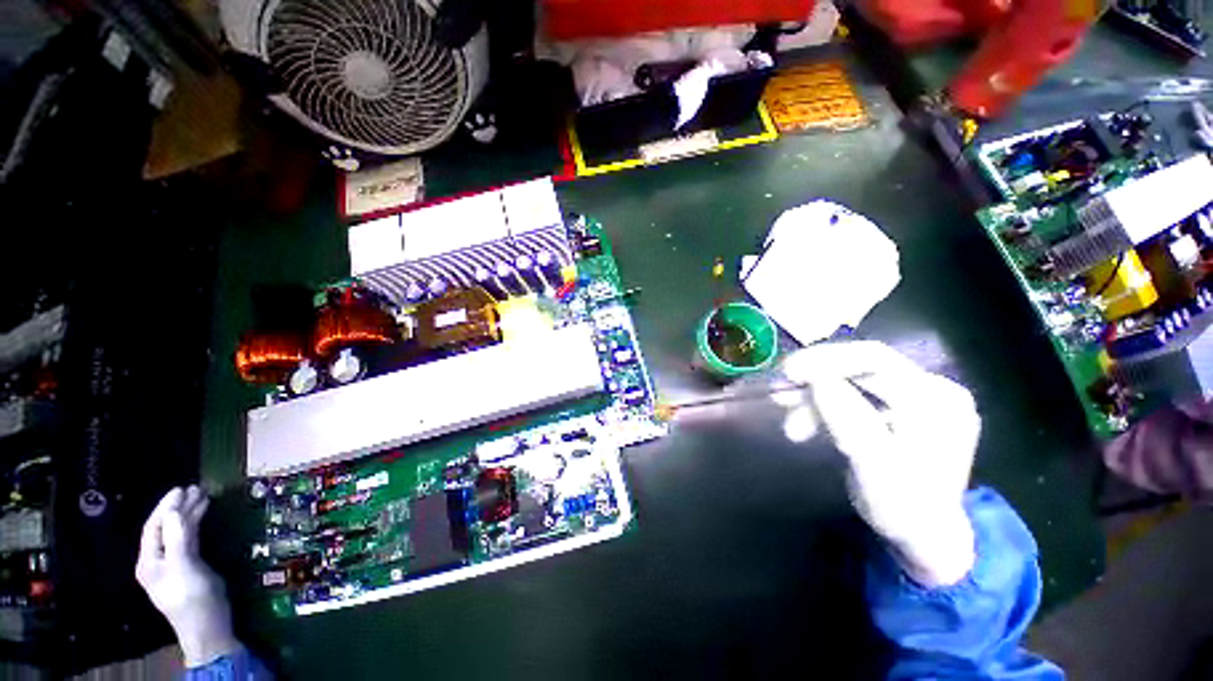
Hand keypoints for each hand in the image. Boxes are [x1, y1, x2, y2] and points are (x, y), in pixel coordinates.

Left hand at [135, 486, 240, 666]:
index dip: (166, 507)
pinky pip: (188, 539)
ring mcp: (174, 564)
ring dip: (188, 514)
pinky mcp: (189, 566)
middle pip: (165, 528)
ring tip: (202, 495)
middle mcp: (158, 560)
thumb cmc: (192, 597)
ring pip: (178, 532)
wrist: (208, 626)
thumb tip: (175, 510)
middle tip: (196, 488)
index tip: (182, 488)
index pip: (154, 527)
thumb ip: (178, 539)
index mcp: (150, 561)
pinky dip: (195, 525)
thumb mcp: (184, 567)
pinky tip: (203, 516)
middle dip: (178, 507)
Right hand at [782, 341, 980, 586]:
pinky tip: (805, 422)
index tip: (785, 373)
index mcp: (937, 401)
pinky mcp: (898, 405)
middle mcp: (932, 388)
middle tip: (779, 395)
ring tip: (791, 425)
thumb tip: (818, 380)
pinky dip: (822, 404)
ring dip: (814, 397)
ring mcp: (916, 395)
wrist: (924, 536)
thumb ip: (851, 423)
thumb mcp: (876, 471)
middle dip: (813, 379)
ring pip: (851, 380)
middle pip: (860, 367)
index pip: (875, 360)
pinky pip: (852, 393)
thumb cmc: (904, 511)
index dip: (825, 361)